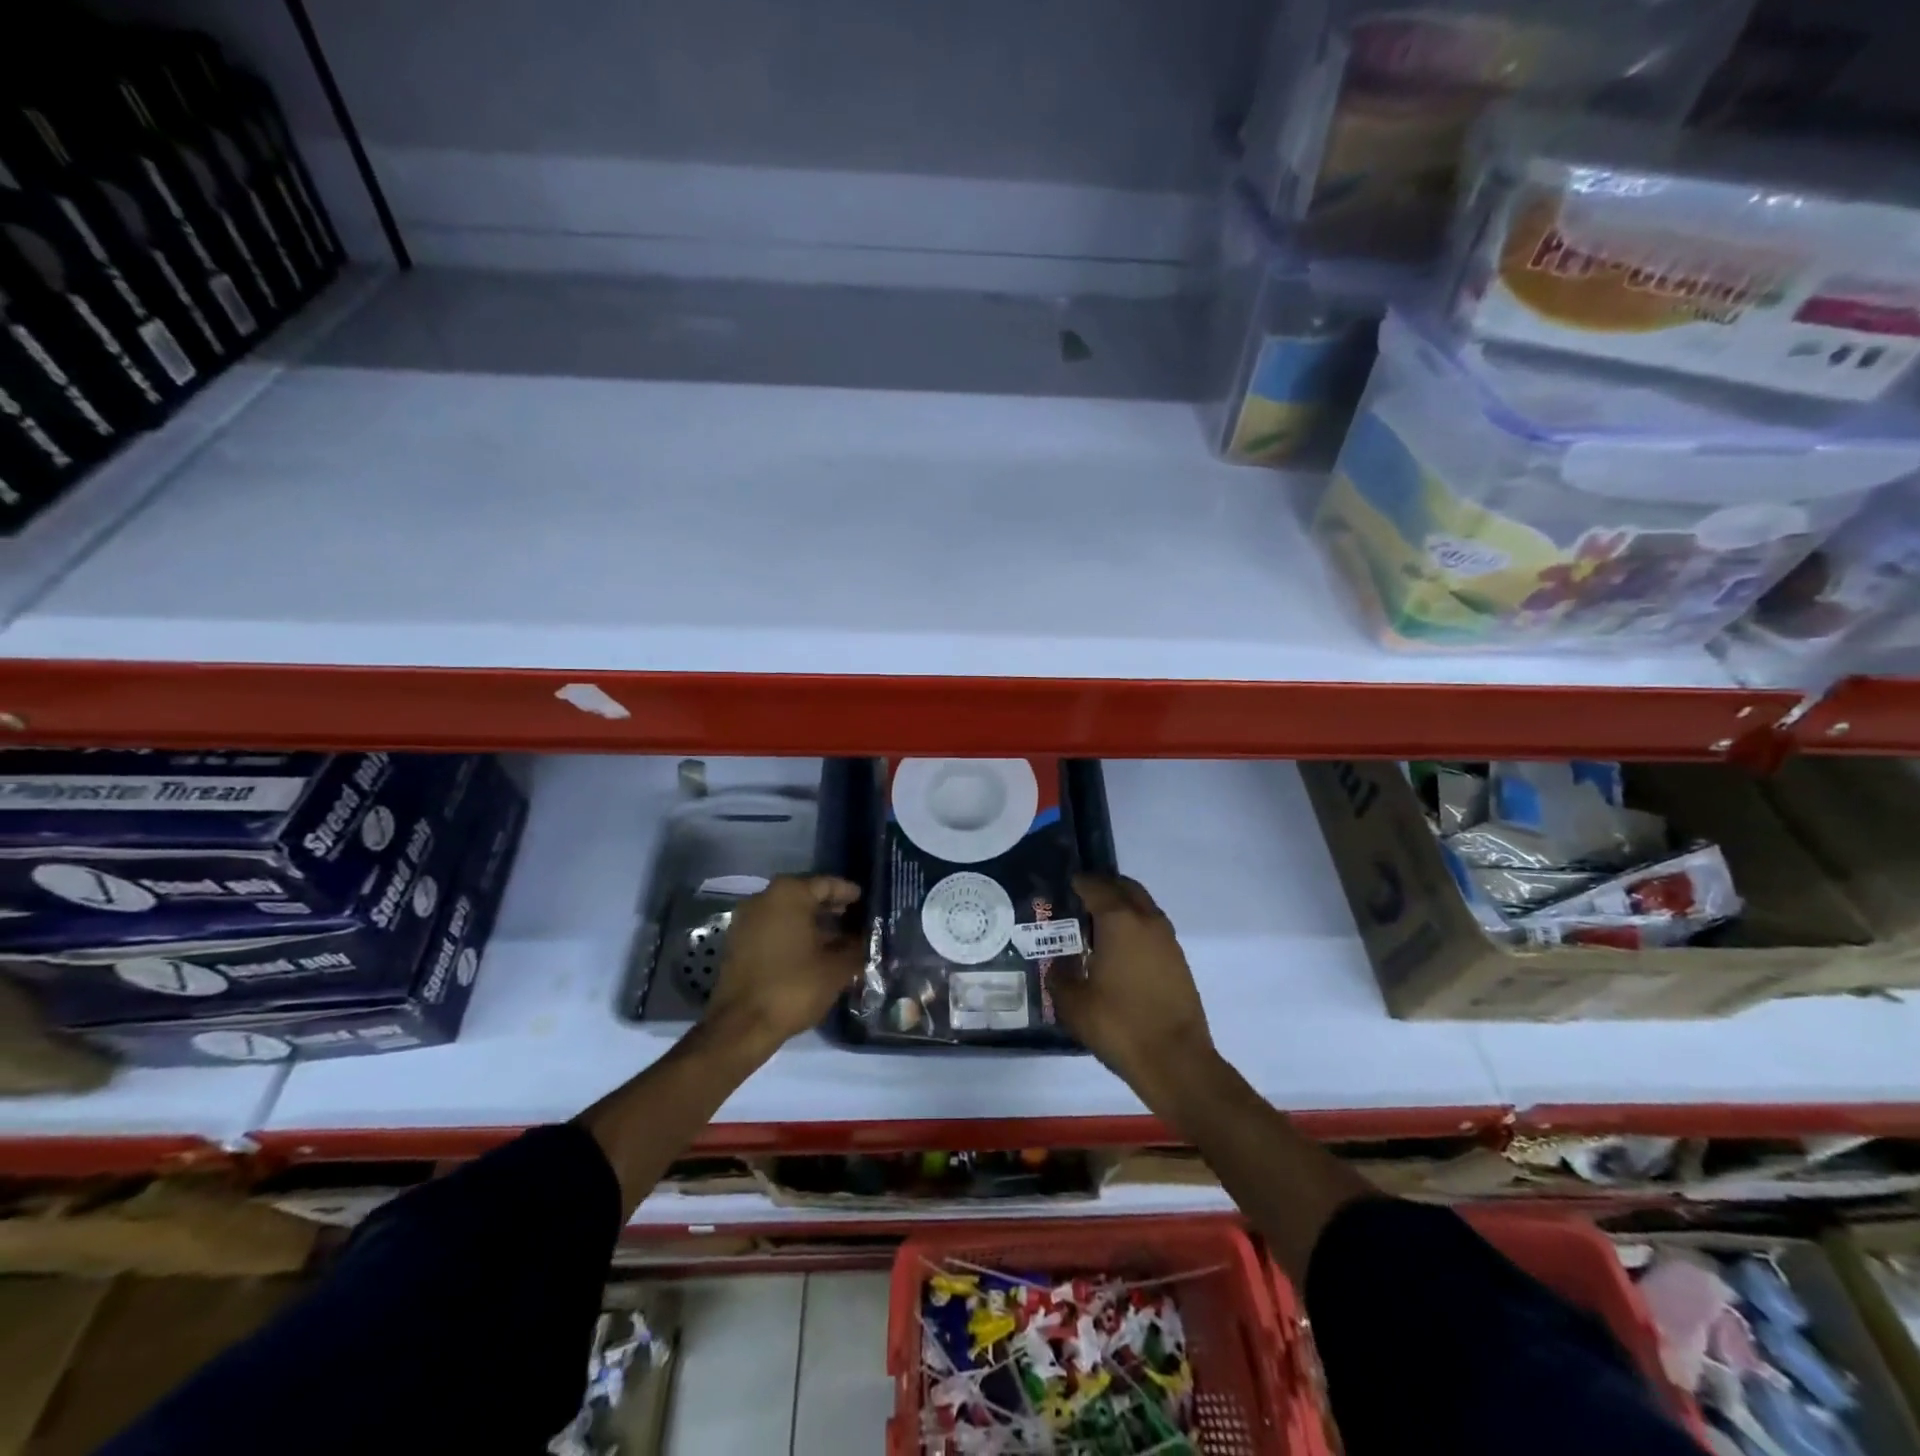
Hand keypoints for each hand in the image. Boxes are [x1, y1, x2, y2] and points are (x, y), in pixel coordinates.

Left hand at [704, 875, 863, 1048]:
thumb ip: (857, 947)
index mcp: (789, 894)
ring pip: (788, 914)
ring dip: (813, 925)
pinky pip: (773, 929)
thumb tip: (868, 940)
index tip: (867, 904)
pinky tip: (814, 954)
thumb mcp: (837, 968)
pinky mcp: (738, 943)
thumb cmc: (793, 987)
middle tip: (857, 922)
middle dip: (832, 910)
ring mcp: (747, 920)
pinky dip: (794, 936)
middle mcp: (764, 898)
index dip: (850, 894)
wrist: (740, 1027)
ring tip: (840, 941)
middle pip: (806, 896)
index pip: (827, 884)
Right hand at [1052, 874, 1213, 1097]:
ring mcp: (1167, 940)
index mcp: (1119, 921)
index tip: (1063, 887)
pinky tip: (1118, 953)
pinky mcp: (1179, 961)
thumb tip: (1059, 965)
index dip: (1078, 883)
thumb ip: (1059, 976)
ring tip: (1097, 928)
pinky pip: (1152, 929)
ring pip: (1143, 907)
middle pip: (1125, 888)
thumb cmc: (1119, 1025)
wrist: (1176, 1061)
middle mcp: (1146, 920)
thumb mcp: (1073, 1004)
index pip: (1095, 886)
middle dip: (1104, 888)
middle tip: (1081, 901)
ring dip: (1122, 908)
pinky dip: (1135, 928)